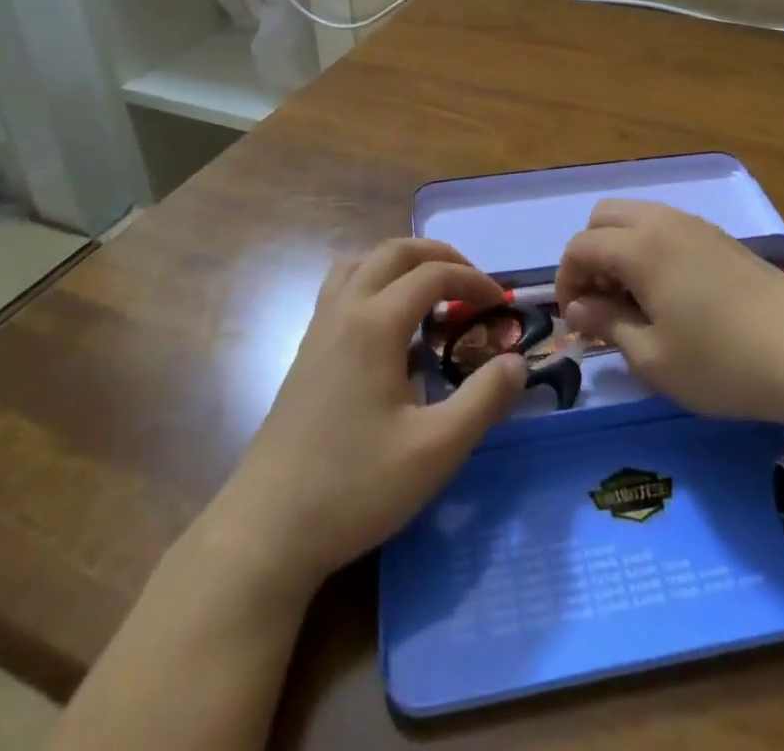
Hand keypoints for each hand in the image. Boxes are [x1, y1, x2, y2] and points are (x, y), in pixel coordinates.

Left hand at [197, 239, 526, 597]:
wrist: (266, 531)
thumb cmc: (354, 487)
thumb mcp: (436, 450)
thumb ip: (484, 400)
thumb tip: (517, 361)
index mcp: (374, 324)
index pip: (432, 275)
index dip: (473, 281)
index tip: (502, 305)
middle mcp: (343, 312)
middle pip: (393, 252)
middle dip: (439, 256)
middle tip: (471, 284)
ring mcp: (318, 330)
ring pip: (360, 264)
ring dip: (400, 264)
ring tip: (430, 293)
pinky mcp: (305, 353)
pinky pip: (342, 290)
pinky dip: (374, 284)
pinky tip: (390, 328)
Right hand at [556, 201, 783, 436]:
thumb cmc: (722, 361)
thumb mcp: (652, 358)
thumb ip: (606, 324)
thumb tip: (578, 307)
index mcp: (639, 246)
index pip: (580, 246)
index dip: (566, 281)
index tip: (576, 320)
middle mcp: (663, 222)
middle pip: (604, 217)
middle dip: (590, 254)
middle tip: (601, 302)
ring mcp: (696, 225)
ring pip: (637, 218)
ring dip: (620, 250)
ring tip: (634, 301)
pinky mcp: (720, 238)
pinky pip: (666, 228)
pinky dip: (649, 249)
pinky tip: (669, 294)